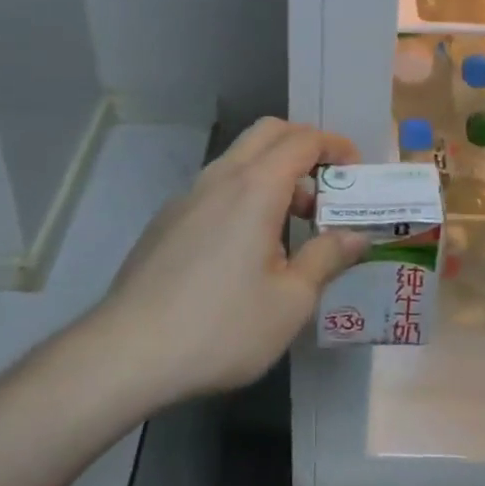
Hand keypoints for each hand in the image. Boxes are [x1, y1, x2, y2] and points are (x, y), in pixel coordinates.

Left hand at [94, 118, 367, 400]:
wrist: (127, 352)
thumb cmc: (221, 326)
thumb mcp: (290, 302)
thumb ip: (327, 259)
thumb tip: (356, 236)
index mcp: (256, 187)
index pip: (304, 140)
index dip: (336, 147)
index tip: (356, 173)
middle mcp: (221, 177)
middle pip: (268, 133)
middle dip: (304, 147)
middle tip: (326, 189)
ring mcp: (188, 196)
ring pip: (239, 159)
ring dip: (273, 174)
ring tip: (291, 227)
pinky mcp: (168, 219)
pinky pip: (216, 187)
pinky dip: (245, 195)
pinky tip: (246, 250)